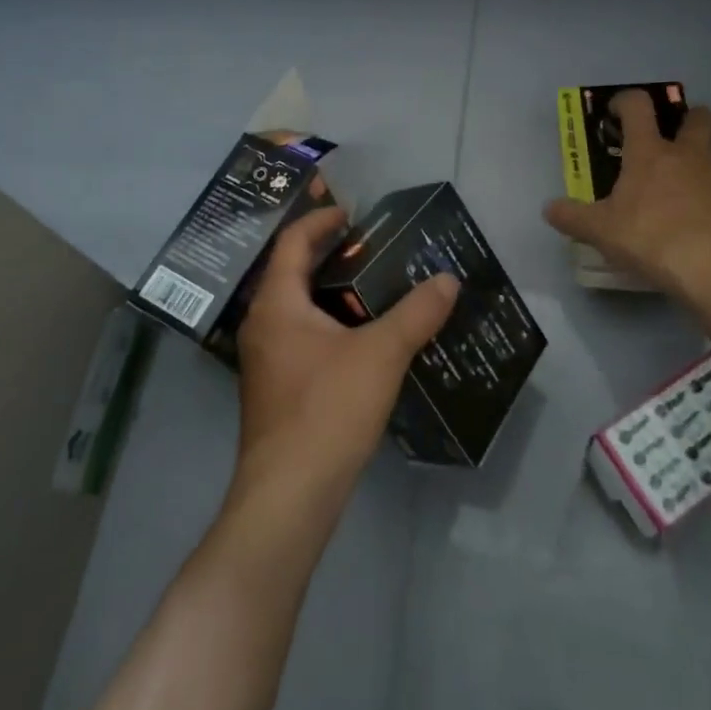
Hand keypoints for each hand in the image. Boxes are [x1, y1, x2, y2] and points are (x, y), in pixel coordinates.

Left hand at [233, 206, 458, 513]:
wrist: (289, 497)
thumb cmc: (328, 410)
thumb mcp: (381, 354)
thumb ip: (416, 314)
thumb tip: (448, 280)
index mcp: (276, 303)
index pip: (292, 242)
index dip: (320, 220)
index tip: (352, 212)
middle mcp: (262, 324)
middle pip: (290, 270)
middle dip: (326, 252)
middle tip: (368, 243)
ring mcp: (264, 358)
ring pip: (295, 305)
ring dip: (328, 288)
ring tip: (370, 283)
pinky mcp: (275, 387)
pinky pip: (299, 334)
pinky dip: (326, 320)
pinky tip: (360, 334)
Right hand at [544, 89, 710, 317]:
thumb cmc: (651, 239)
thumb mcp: (601, 232)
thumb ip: (573, 217)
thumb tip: (548, 209)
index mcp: (650, 153)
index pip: (638, 106)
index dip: (627, 101)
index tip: (619, 111)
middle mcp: (689, 155)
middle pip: (698, 118)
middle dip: (690, 120)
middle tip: (677, 140)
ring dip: (703, 170)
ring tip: (689, 201)